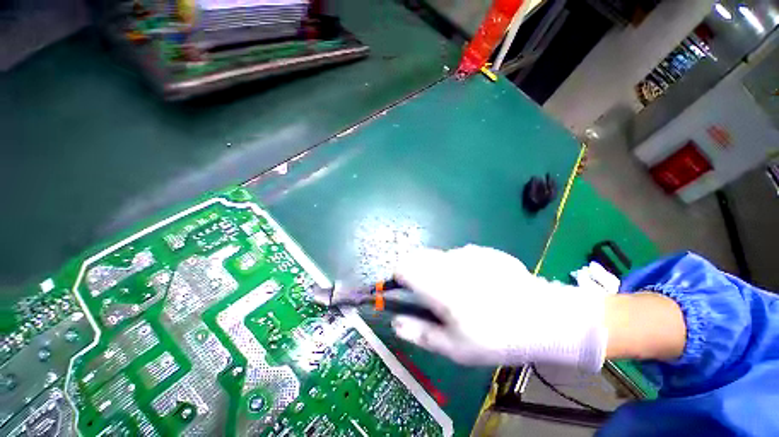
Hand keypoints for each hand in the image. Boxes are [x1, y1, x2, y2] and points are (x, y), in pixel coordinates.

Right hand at [391, 245, 607, 371]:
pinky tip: (479, 283)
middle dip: (417, 273)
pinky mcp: (483, 251)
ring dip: (439, 270)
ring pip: (439, 256)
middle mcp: (447, 261)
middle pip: (418, 258)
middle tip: (432, 295)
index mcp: (436, 284)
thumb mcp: (454, 347)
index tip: (405, 292)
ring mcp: (467, 252)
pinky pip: (459, 255)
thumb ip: (419, 333)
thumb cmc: (495, 337)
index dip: (399, 278)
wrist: (543, 318)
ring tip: (459, 291)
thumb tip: (394, 321)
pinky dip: (459, 266)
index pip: (402, 267)